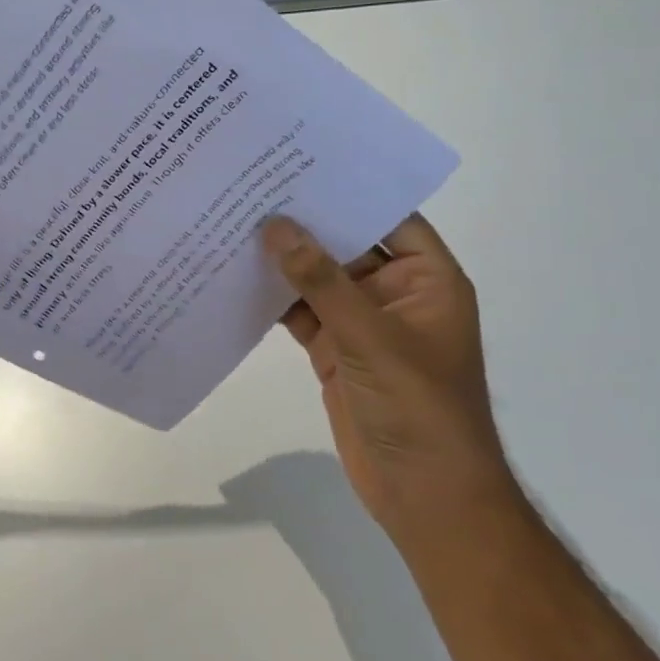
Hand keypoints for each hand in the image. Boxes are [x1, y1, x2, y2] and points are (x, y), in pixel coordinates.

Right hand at [262, 212, 519, 546]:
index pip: (388, 218)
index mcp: (426, 281)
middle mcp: (393, 293)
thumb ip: (321, 282)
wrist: (426, 498)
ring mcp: (361, 323)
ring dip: (282, 259)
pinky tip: (234, 274)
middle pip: (345, 244)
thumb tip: (275, 226)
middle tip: (252, 186)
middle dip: (303, 222)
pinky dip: (273, 297)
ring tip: (232, 220)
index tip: (298, 162)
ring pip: (317, 278)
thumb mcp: (371, 338)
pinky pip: (300, 311)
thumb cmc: (419, 409)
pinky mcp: (334, 350)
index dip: (348, 190)